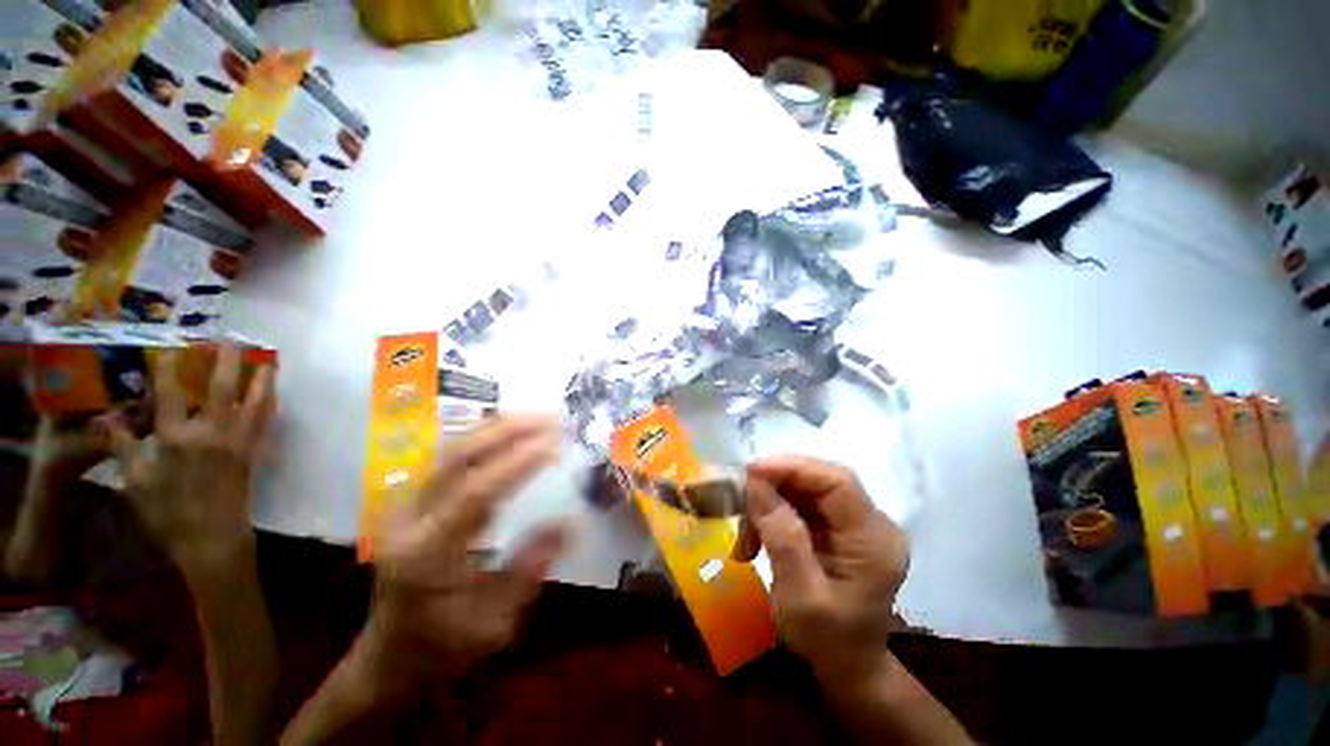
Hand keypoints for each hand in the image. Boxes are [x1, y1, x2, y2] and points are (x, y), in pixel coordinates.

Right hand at [103, 345, 275, 567]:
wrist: (211, 537)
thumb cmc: (168, 512)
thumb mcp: (135, 482)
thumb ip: (123, 447)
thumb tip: (106, 418)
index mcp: (176, 439)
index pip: (170, 395)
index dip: (169, 369)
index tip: (171, 347)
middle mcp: (212, 433)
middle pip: (221, 388)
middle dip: (225, 361)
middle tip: (229, 340)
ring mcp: (239, 442)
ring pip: (255, 402)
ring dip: (262, 379)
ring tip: (268, 361)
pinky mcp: (255, 452)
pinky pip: (267, 422)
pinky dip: (271, 404)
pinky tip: (275, 394)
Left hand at [359, 416, 567, 690]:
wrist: (389, 657)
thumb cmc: (442, 647)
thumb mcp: (492, 626)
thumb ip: (527, 572)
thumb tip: (567, 524)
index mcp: (426, 554)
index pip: (474, 493)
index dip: (517, 463)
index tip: (555, 445)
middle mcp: (410, 520)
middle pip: (456, 457)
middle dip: (507, 430)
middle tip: (552, 419)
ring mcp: (407, 507)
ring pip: (451, 450)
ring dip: (498, 428)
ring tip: (539, 418)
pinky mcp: (416, 502)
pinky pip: (453, 458)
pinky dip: (486, 439)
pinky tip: (513, 432)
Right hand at [734, 456, 908, 687]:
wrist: (848, 667)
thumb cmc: (827, 640)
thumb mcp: (799, 596)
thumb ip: (782, 537)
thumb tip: (756, 484)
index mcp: (874, 541)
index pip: (838, 482)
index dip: (793, 468)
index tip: (751, 473)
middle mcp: (872, 523)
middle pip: (820, 481)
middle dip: (776, 486)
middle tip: (741, 502)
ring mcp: (856, 523)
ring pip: (806, 489)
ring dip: (769, 503)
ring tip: (746, 536)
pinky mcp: (840, 527)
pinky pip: (802, 503)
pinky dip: (773, 513)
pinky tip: (756, 538)